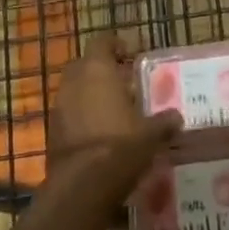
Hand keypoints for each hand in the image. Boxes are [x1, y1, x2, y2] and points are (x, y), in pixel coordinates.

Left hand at [49, 34, 182, 201]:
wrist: (82, 187)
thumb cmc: (120, 146)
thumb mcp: (150, 134)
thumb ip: (163, 122)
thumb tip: (177, 117)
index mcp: (98, 70)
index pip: (102, 42)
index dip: (115, 45)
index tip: (130, 53)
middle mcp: (74, 82)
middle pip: (84, 65)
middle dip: (100, 70)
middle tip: (121, 82)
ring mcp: (59, 107)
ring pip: (74, 90)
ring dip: (89, 95)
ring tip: (112, 111)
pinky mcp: (51, 133)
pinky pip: (68, 115)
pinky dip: (80, 118)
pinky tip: (98, 135)